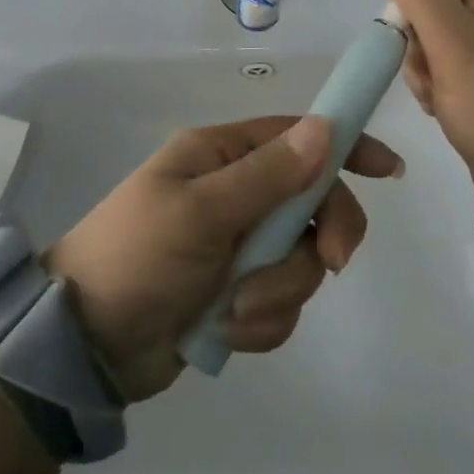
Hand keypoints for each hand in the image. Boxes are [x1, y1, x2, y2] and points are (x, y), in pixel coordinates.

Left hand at [44, 115, 402, 401]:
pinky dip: (261, 321)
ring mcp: (238, 246)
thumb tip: (325, 128)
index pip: (297, 136)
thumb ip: (267, 175)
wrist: (84, 344)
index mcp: (221, 156)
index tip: (389, 171)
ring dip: (278, 291)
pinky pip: (281, 303)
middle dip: (321, 237)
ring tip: (234, 309)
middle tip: (330, 264)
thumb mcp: (200, 211)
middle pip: (312, 203)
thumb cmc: (136, 256)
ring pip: (300, 261)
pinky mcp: (237, 293)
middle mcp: (236, 194)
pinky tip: (225, 331)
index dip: (345, 147)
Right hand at [373, 0, 473, 206]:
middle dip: (419, 45)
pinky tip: (447, 107)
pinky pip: (448, 64)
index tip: (415, 42)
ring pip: (433, 38)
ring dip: (425, 69)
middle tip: (435, 78)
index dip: (411, 2)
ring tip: (443, 99)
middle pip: (431, 4)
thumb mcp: (453, 45)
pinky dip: (439, 84)